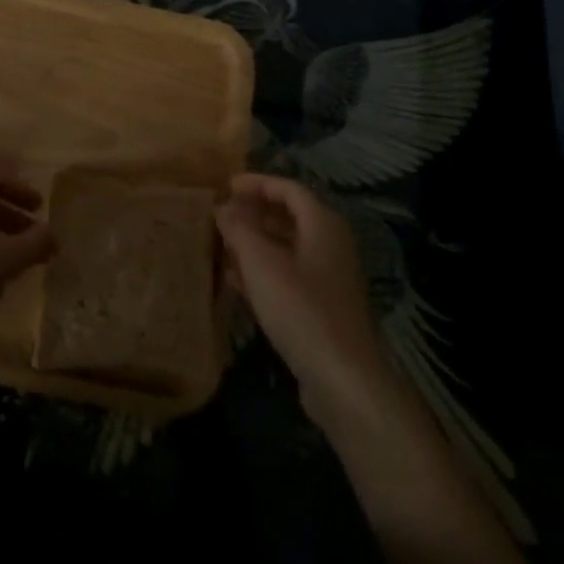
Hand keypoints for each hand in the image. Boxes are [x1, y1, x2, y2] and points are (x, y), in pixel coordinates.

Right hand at [217, 174, 390, 412]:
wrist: (343, 380)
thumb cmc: (300, 308)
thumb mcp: (261, 262)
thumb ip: (239, 229)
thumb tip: (224, 207)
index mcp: (322, 224)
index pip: (288, 189)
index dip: (257, 183)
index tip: (226, 186)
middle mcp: (330, 245)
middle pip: (289, 217)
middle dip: (253, 213)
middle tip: (220, 215)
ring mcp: (328, 279)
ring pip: (286, 248)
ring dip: (254, 243)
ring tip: (221, 244)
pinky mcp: (322, 308)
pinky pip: (288, 276)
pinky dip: (262, 271)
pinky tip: (234, 281)